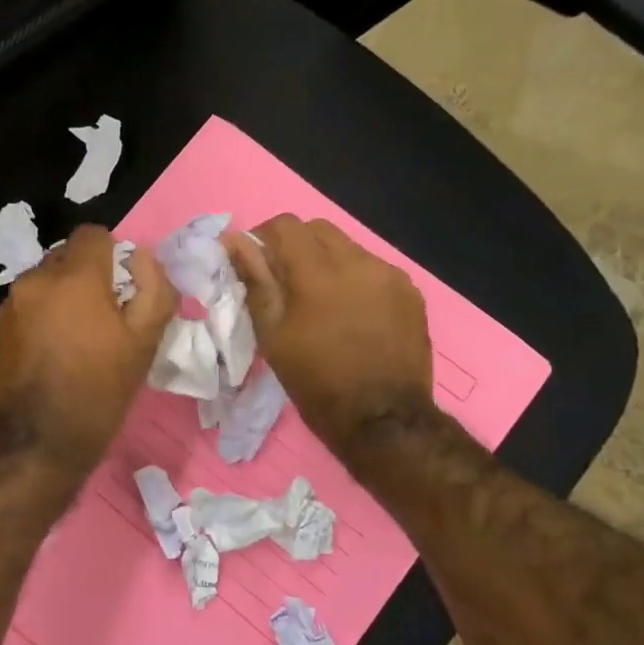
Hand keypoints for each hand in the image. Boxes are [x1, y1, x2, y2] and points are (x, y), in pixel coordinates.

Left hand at [0, 226, 176, 473]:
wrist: (38, 443)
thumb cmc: (99, 390)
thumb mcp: (145, 342)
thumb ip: (154, 290)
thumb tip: (143, 259)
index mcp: (74, 276)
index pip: (94, 234)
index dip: (115, 255)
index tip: (125, 289)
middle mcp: (36, 279)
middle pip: (69, 256)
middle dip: (90, 276)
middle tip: (107, 317)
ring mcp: (12, 304)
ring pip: (48, 281)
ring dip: (66, 296)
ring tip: (80, 339)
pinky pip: (31, 305)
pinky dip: (46, 315)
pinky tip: (56, 353)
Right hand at [224, 215, 435, 456]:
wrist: (384, 419)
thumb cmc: (316, 382)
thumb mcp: (273, 336)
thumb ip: (255, 281)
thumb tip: (234, 241)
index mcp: (318, 273)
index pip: (285, 225)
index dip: (264, 236)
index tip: (256, 263)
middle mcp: (358, 262)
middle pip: (318, 229)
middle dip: (295, 245)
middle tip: (285, 281)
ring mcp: (389, 275)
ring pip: (348, 247)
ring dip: (326, 261)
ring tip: (320, 300)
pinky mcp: (410, 292)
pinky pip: (373, 268)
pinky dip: (354, 278)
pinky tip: (351, 313)